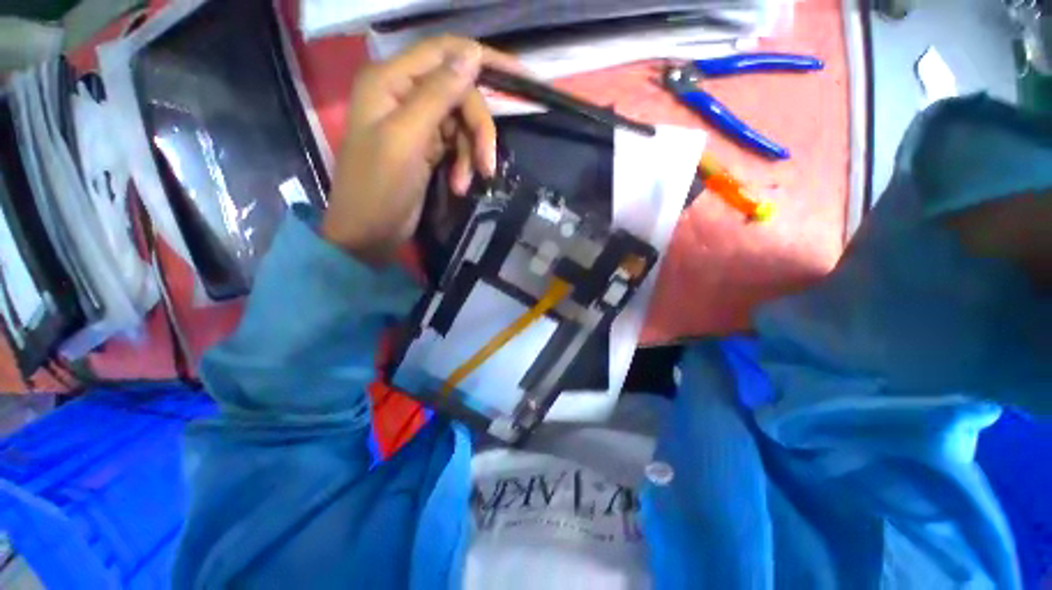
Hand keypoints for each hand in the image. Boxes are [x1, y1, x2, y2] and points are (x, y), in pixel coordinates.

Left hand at [321, 36, 522, 264]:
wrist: (369, 232)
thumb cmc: (379, 187)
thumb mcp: (407, 139)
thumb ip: (437, 95)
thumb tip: (472, 55)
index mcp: (391, 80)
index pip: (445, 52)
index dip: (484, 60)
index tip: (522, 77)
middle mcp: (404, 93)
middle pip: (460, 94)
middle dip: (478, 129)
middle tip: (487, 164)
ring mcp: (416, 122)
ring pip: (462, 122)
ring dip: (471, 153)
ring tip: (465, 182)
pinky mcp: (426, 146)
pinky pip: (457, 144)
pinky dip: (463, 164)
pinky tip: (459, 185)